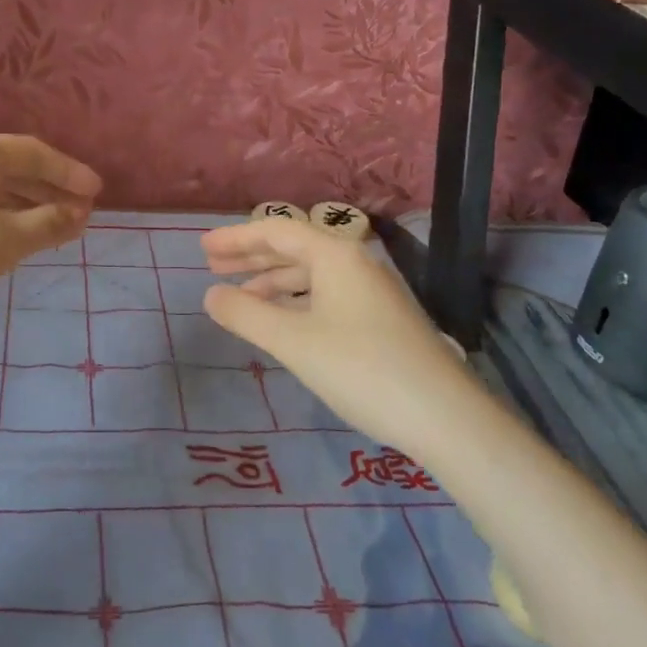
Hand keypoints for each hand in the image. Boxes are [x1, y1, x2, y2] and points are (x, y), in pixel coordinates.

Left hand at [0, 132, 100, 336]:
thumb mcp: (8, 242)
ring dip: (21, 201)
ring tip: (50, 225)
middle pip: (8, 164)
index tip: (98, 193)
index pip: (34, 153)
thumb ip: (49, 222)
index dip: (70, 172)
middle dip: (47, 187)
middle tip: (79, 210)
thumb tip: (78, 213)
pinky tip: (4, 233)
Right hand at [201, 218, 467, 441]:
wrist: (444, 416)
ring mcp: (369, 291)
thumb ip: (246, 315)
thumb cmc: (361, 368)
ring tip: (239, 297)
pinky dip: (294, 302)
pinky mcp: (378, 319)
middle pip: (293, 248)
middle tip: (212, 266)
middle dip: (251, 256)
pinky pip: (324, 295)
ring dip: (271, 281)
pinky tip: (280, 321)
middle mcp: (353, 263)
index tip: (202, 248)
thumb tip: (211, 294)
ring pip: (309, 274)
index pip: (276, 231)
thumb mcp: (293, 342)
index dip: (235, 237)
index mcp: (334, 255)